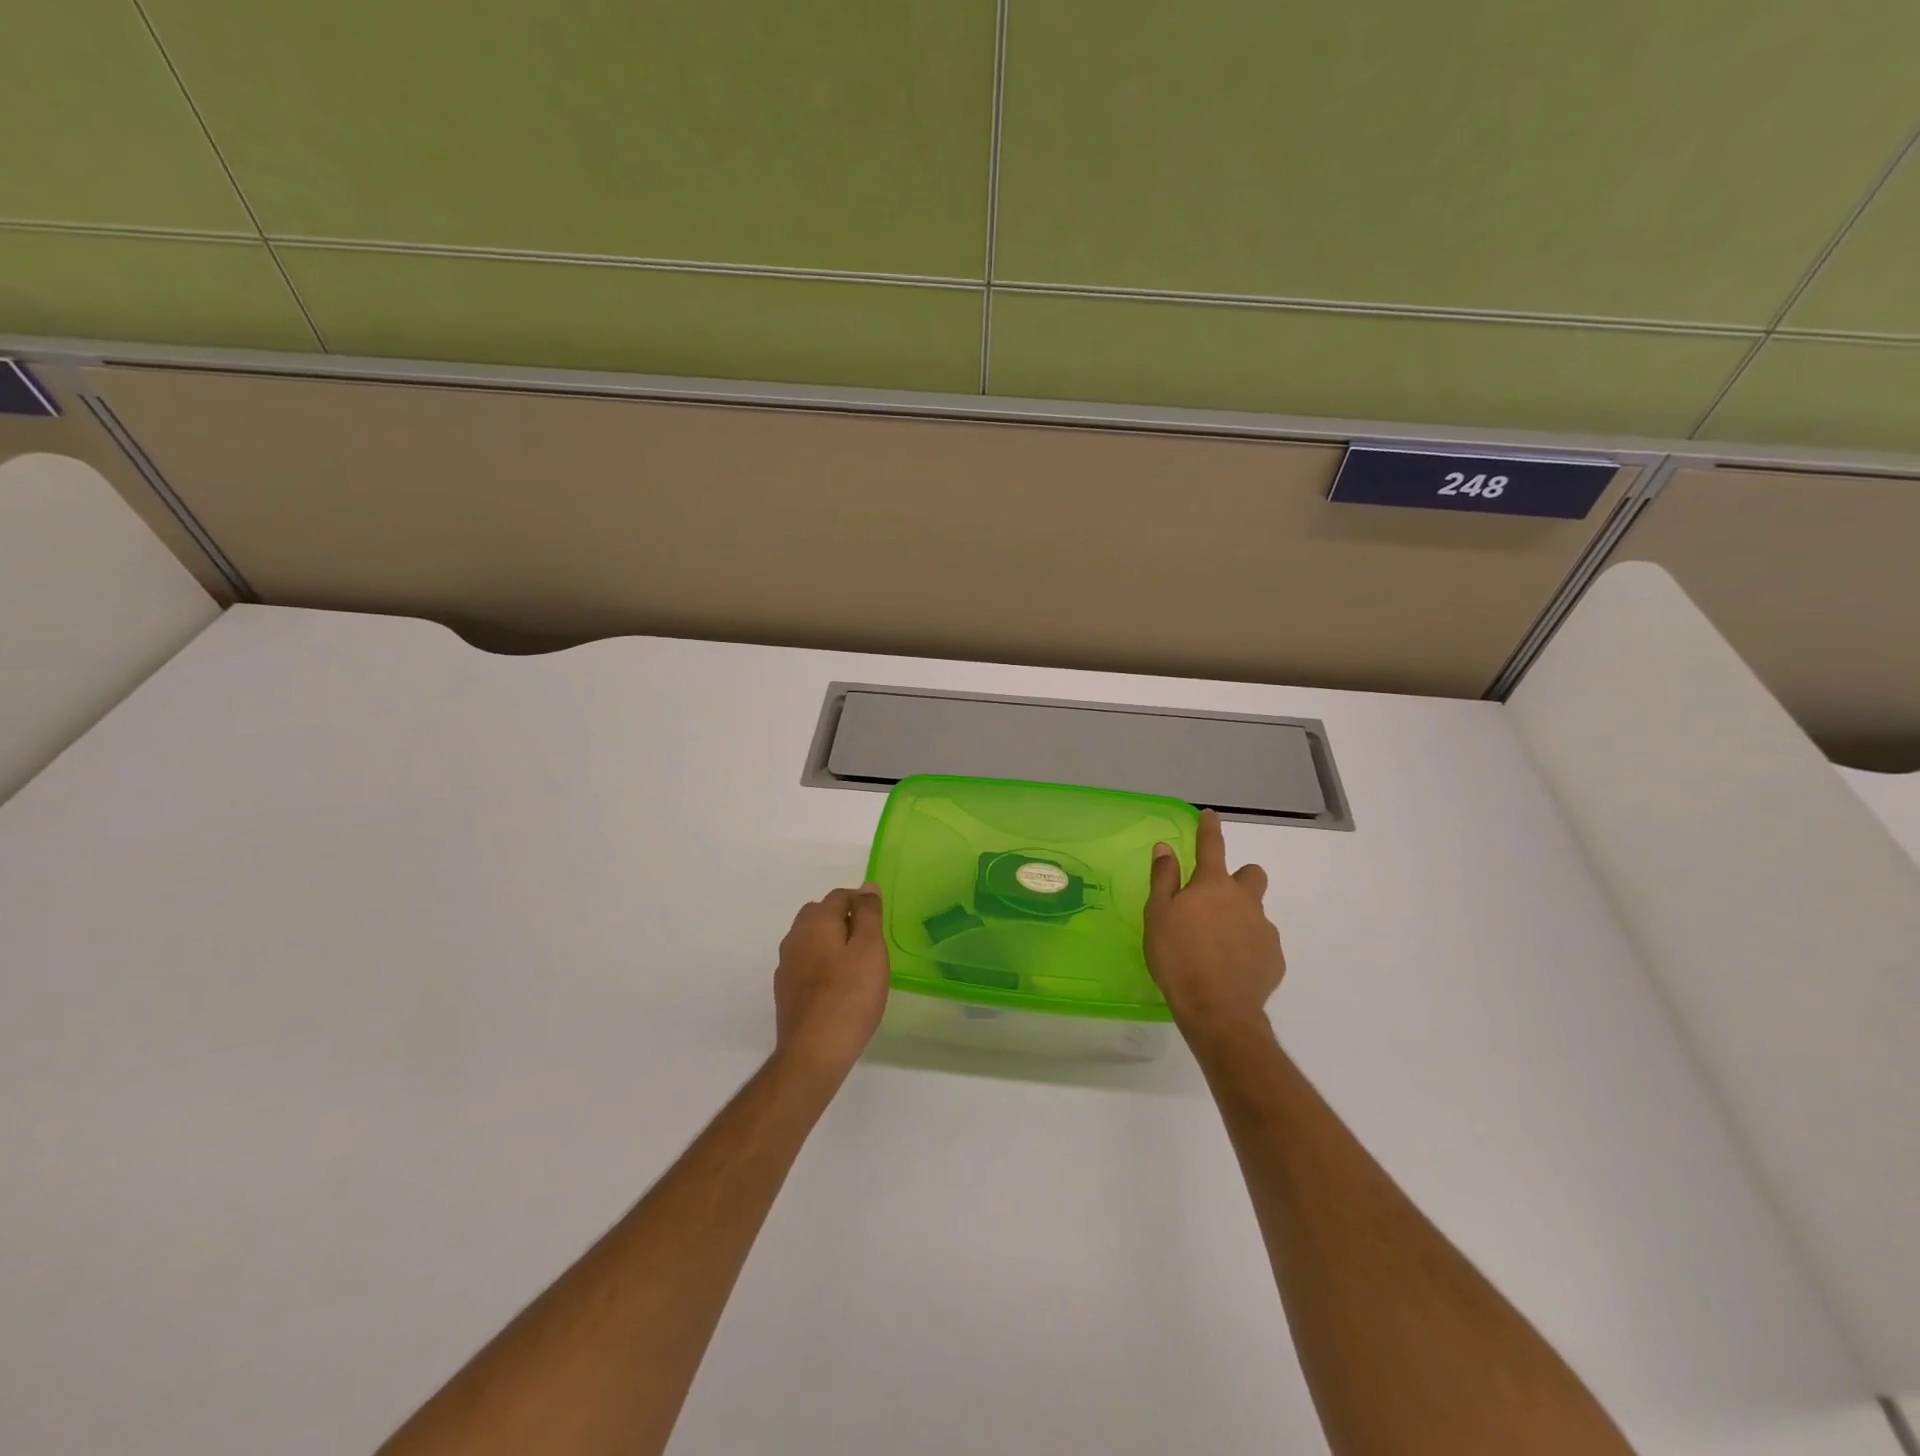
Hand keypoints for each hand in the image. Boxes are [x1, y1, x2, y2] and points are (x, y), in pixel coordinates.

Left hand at [774, 884, 889, 1080]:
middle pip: (819, 914)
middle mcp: (794, 937)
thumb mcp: (870, 949)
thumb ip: (869, 915)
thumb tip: (867, 887)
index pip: (839, 896)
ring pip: (810, 939)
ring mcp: (786, 965)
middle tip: (869, 942)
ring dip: (830, 942)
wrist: (814, 1052)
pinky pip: (805, 963)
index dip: (861, 902)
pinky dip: (821, 964)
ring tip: (855, 965)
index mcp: (815, 922)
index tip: (879, 922)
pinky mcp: (785, 991)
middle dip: (843, 919)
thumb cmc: (850, 996)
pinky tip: (837, 986)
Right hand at [1145, 809, 1285, 1046]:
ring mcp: (1263, 929)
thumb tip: (1165, 847)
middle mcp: (1244, 900)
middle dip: (1239, 879)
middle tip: (1216, 899)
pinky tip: (1230, 966)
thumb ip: (1164, 879)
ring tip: (1217, 943)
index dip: (1209, 829)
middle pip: (1252, 875)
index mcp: (1213, 886)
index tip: (1210, 815)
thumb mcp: (1158, 915)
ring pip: (1255, 911)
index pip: (1211, 846)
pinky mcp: (1274, 958)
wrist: (1217, 1009)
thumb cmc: (1178, 957)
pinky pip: (1261, 942)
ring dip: (1241, 917)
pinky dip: (1248, 947)